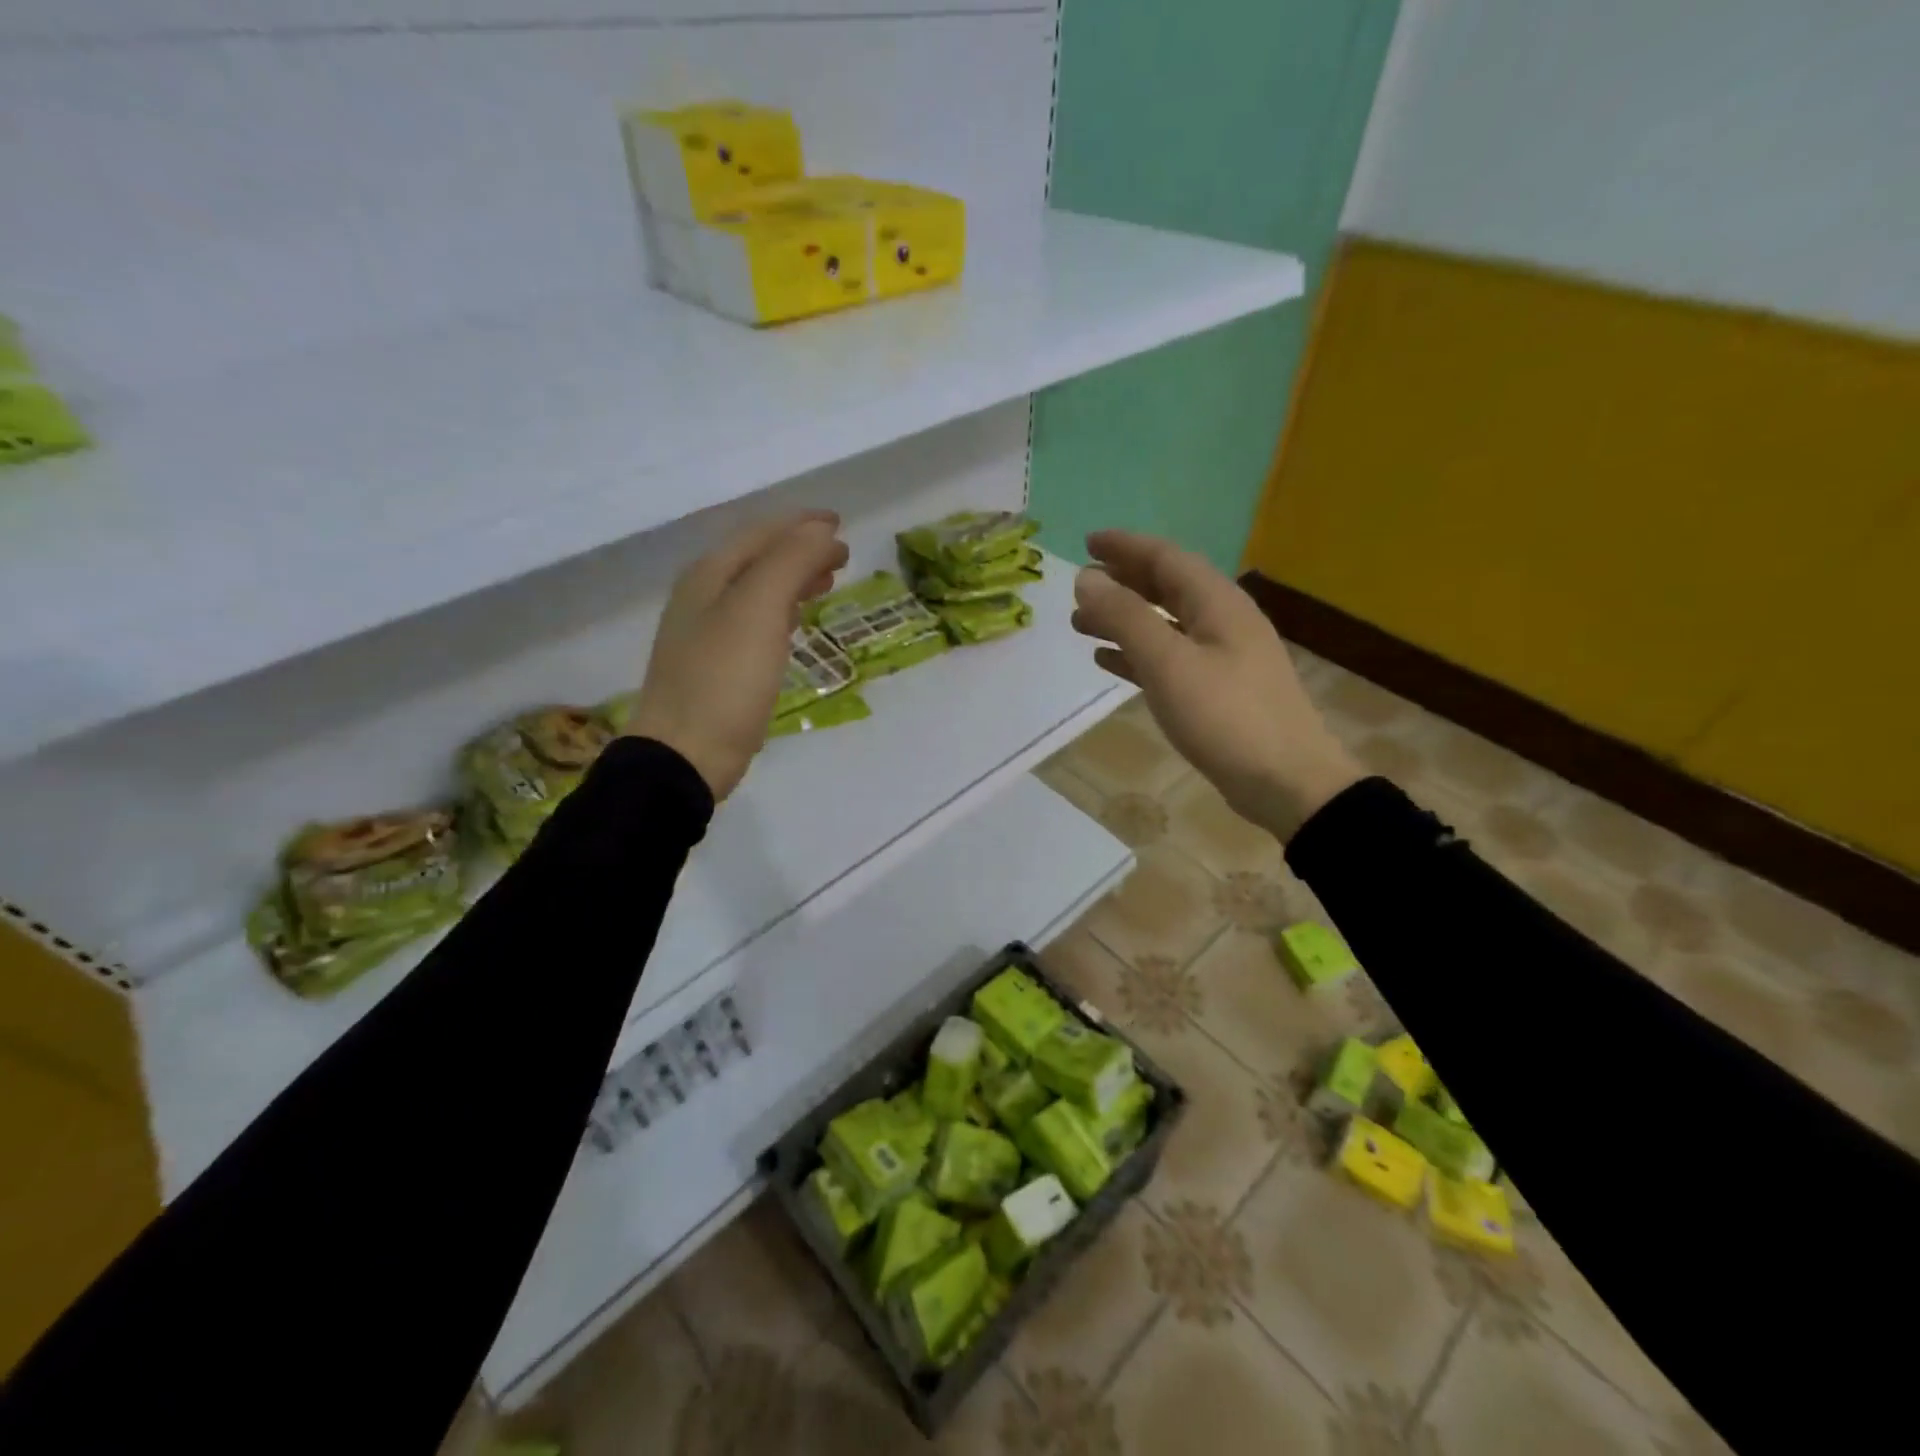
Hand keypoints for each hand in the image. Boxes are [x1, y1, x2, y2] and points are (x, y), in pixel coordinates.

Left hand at [627, 512, 849, 800]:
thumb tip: (823, 533)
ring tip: (827, 583)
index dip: (802, 525)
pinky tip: (795, 623)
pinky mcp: (718, 668)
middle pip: (758, 559)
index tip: (840, 525)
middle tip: (841, 554)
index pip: (761, 534)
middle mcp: (703, 597)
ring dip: (793, 580)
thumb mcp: (759, 609)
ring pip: (758, 591)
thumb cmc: (724, 678)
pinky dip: (782, 612)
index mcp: (709, 575)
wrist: (686, 753)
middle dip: (800, 550)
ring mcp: (707, 635)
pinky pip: (756, 623)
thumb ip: (791, 562)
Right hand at [1070, 529, 1362, 840]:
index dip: (1125, 547)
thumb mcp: (1169, 663)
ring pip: (1165, 624)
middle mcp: (1223, 621)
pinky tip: (1109, 662)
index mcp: (1217, 603)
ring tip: (1082, 625)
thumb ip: (1126, 618)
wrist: (1287, 783)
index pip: (1166, 558)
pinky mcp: (1219, 691)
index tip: (1086, 543)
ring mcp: (1224, 657)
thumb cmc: (1226, 717)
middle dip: (1122, 582)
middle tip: (1080, 585)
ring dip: (1124, 619)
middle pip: (1167, 587)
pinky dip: (1138, 653)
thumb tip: (1087, 578)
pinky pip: (1170, 658)